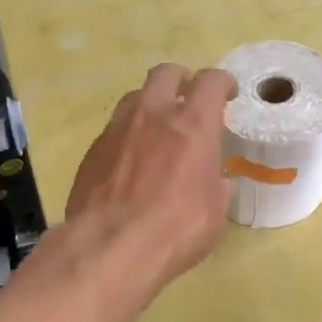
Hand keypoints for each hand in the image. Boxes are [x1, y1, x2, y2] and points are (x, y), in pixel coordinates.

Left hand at [63, 64, 236, 293]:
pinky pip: (114, 128)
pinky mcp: (93, 149)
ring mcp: (118, 129)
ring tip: (157, 129)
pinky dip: (128, 136)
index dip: (223, 83)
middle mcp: (153, 114)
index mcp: (193, 124)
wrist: (109, 247)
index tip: (228, 94)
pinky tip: (131, 161)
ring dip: (151, 105)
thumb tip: (217, 183)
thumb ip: (216, 188)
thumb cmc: (176, 230)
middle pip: (166, 73)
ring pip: (135, 97)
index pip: (211, 82)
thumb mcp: (214, 214)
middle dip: (181, 81)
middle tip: (189, 100)